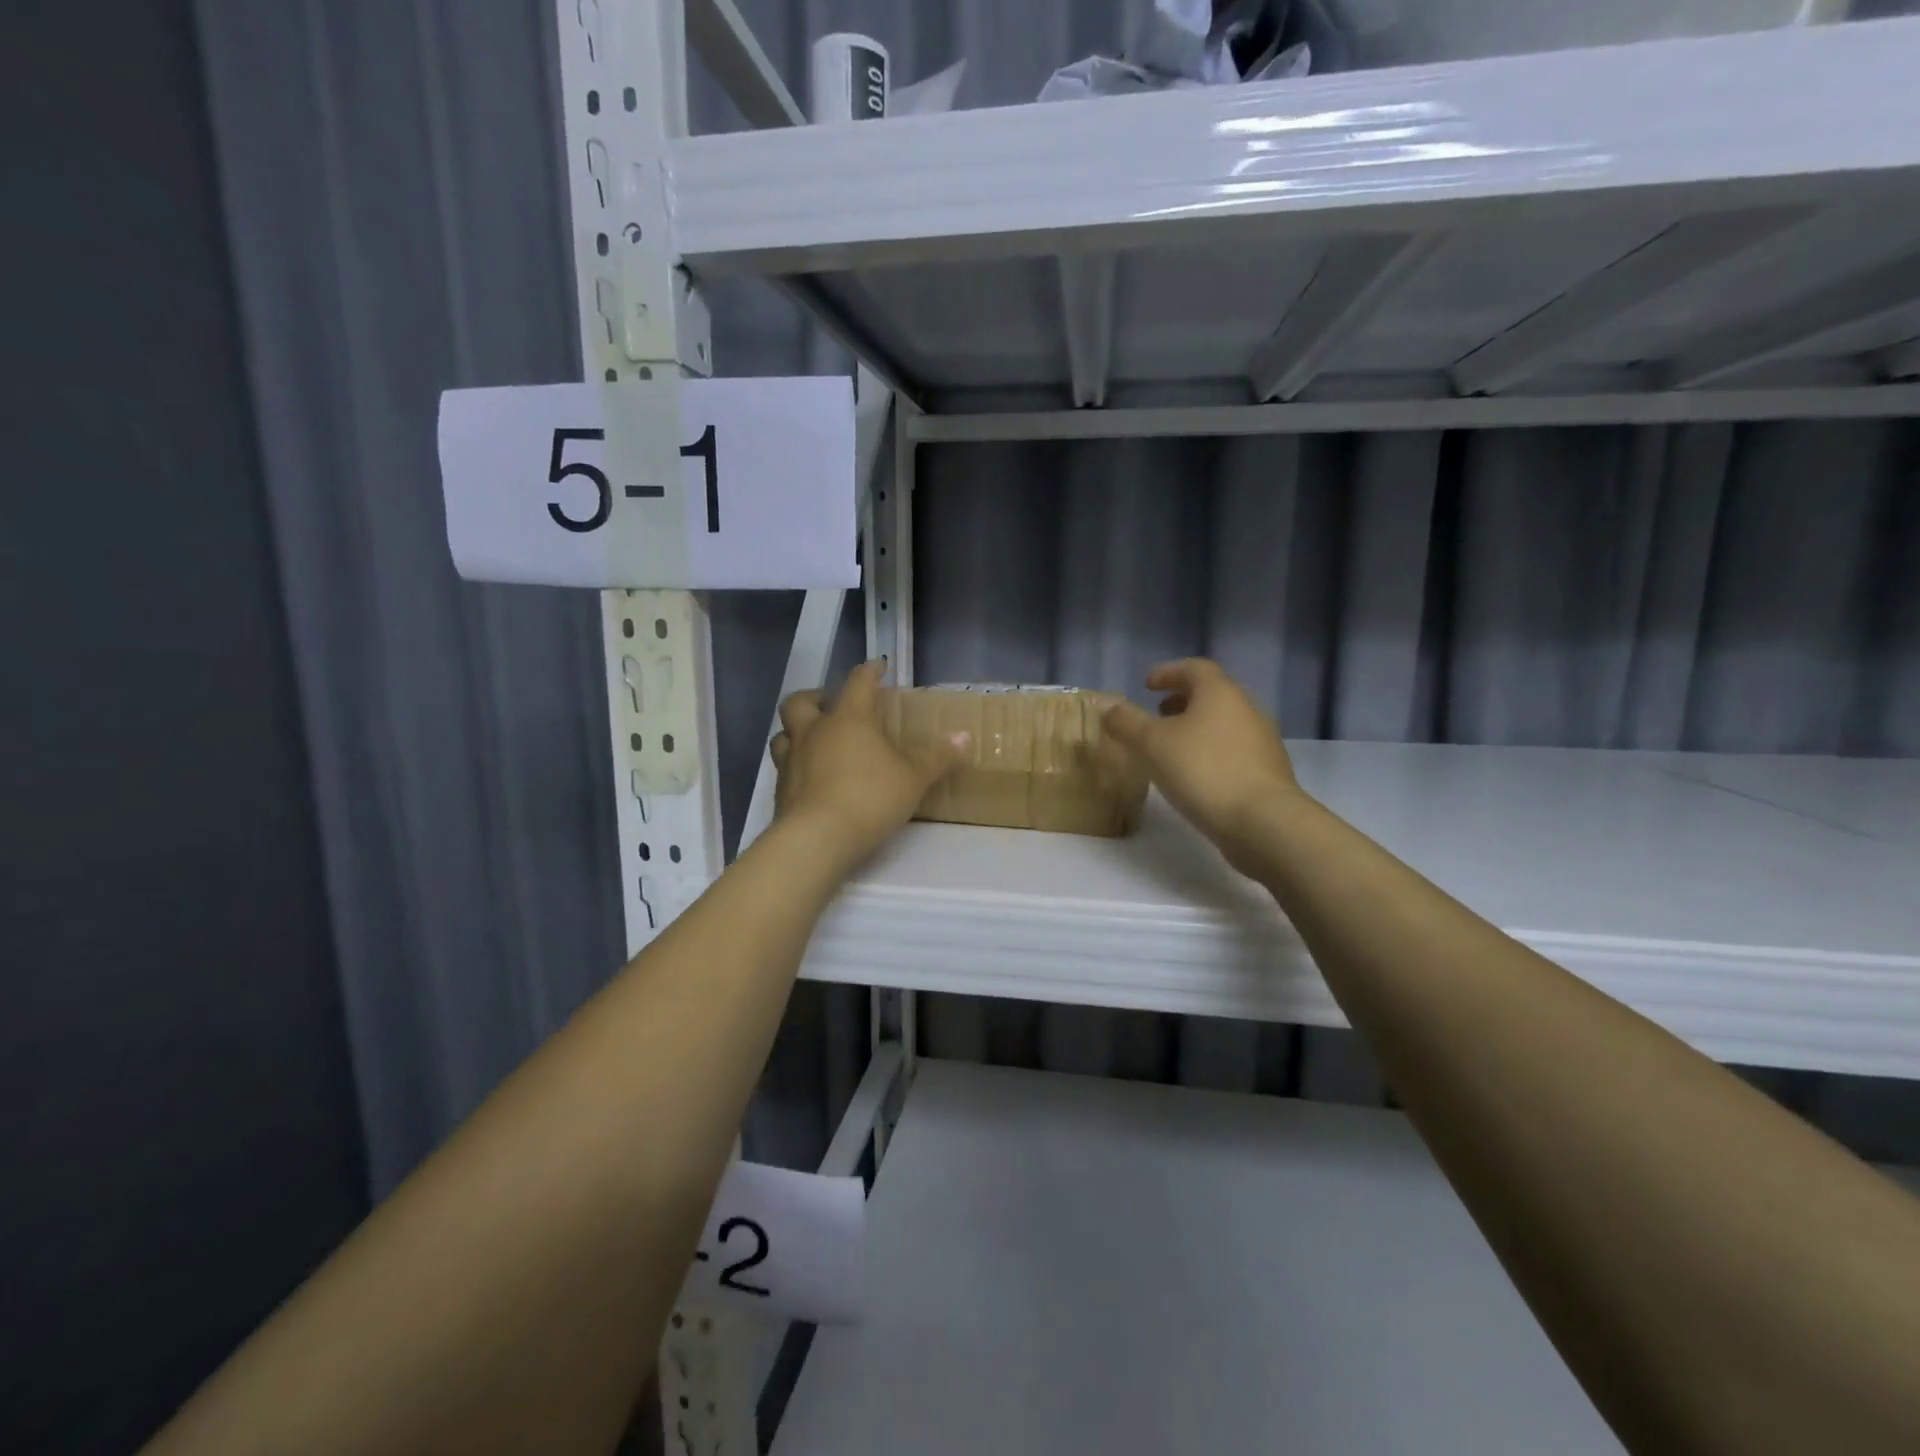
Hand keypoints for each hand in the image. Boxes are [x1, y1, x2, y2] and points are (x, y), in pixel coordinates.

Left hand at [771, 661, 967, 869]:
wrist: (818, 838)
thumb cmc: (870, 797)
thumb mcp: (913, 778)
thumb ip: (937, 757)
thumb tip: (963, 737)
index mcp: (848, 719)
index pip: (857, 682)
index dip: (869, 672)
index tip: (878, 667)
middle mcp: (813, 731)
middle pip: (801, 701)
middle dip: (815, 697)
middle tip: (831, 705)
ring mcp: (791, 760)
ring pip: (784, 734)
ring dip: (796, 732)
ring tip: (815, 741)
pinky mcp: (780, 790)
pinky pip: (784, 768)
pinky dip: (797, 767)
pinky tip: (812, 780)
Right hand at [1103, 660, 1299, 874]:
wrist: (1263, 822)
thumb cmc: (1203, 771)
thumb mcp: (1152, 744)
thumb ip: (1127, 722)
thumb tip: (1108, 707)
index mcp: (1220, 692)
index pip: (1194, 668)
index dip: (1168, 672)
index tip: (1147, 685)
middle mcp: (1246, 708)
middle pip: (1212, 694)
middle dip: (1183, 700)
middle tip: (1158, 713)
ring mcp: (1262, 740)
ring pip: (1224, 723)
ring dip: (1197, 727)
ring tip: (1172, 747)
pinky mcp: (1268, 771)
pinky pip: (1233, 749)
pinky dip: (1211, 751)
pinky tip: (1195, 774)